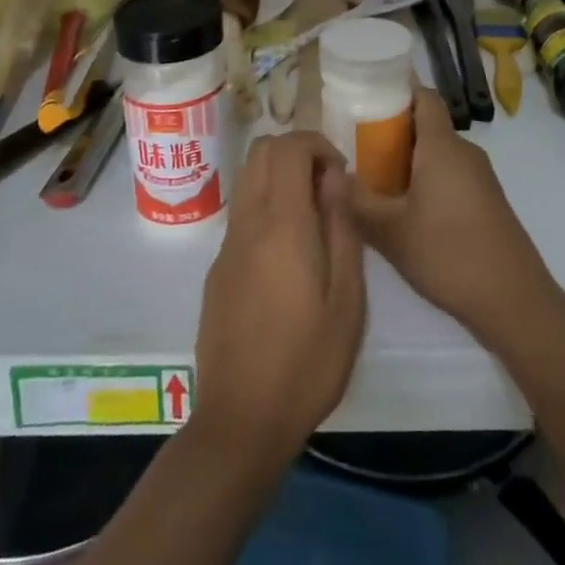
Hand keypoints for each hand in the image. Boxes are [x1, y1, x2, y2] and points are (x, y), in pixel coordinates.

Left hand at [192, 131, 365, 463]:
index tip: (340, 173)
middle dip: (296, 152)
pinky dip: (266, 206)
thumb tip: (334, 178)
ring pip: (247, 179)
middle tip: (327, 187)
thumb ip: (342, 227)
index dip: (316, 144)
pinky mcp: (217, 269)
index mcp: (282, 225)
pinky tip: (289, 254)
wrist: (241, 421)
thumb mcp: (347, 298)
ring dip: (278, 177)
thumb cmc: (308, 362)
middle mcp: (248, 223)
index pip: (287, 147)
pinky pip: (242, 213)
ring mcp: (227, 246)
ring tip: (312, 218)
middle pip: (260, 151)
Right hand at [346, 88, 562, 349]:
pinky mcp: (488, 202)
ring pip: (439, 154)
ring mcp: (481, 177)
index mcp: (442, 146)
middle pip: (428, 126)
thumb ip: (357, 200)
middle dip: (393, 133)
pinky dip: (427, 182)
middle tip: (358, 149)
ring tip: (374, 183)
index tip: (367, 100)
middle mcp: (465, 152)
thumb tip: (333, 176)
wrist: (513, 299)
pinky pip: (451, 176)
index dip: (398, 91)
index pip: (424, 96)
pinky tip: (406, 213)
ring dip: (409, 162)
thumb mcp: (390, 231)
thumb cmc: (448, 254)